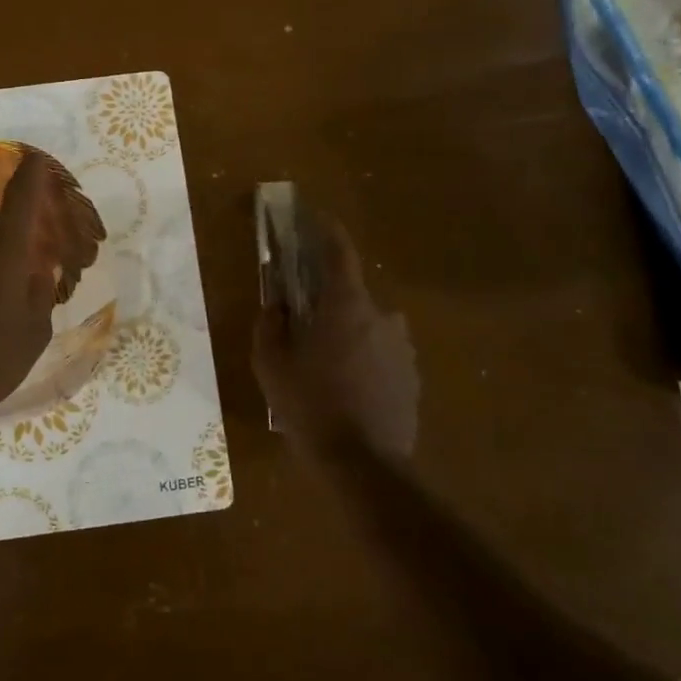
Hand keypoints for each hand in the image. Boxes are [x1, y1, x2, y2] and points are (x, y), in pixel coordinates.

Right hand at [252, 213, 420, 463]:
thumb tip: (276, 306)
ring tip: (324, 362)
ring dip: (346, 332)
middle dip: (327, 299)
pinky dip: (363, 358)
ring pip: (367, 326)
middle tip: (303, 318)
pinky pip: (381, 354)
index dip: (326, 230)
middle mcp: (382, 316)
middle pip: (351, 294)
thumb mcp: (271, 365)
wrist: (363, 464)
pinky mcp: (411, 376)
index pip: (339, 252)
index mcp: (346, 305)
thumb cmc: (310, 405)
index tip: (314, 216)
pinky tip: (345, 387)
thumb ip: (270, 326)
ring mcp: (402, 348)